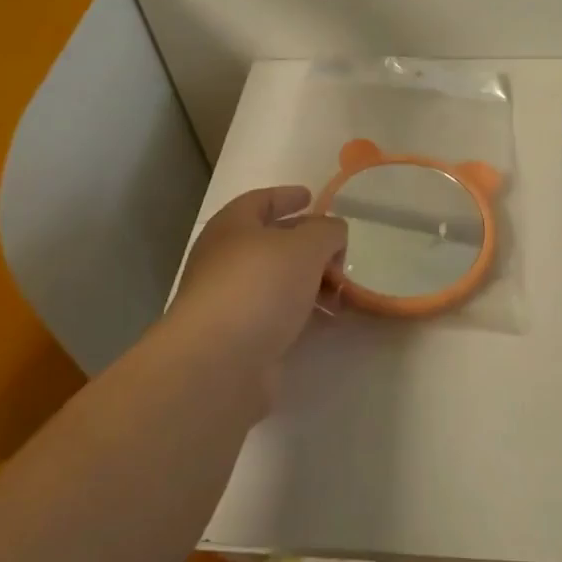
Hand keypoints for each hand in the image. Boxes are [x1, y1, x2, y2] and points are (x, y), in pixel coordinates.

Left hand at [165, 186, 346, 391]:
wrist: (218, 365)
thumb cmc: (259, 286)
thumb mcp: (305, 246)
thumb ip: (326, 231)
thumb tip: (333, 233)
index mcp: (232, 227)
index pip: (260, 201)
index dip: (286, 196)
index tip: (312, 197)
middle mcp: (225, 261)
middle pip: (271, 243)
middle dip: (308, 245)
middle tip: (339, 251)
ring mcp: (230, 302)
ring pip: (278, 282)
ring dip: (311, 282)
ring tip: (343, 290)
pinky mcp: (240, 339)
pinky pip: (279, 315)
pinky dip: (304, 313)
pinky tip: (329, 319)